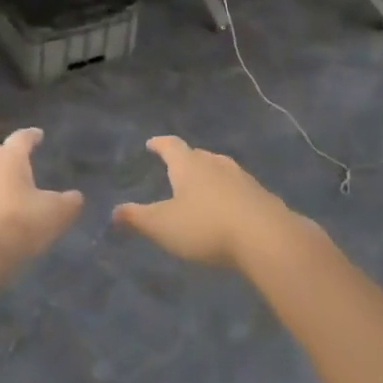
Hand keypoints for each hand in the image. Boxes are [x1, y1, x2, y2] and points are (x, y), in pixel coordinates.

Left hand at [0, 128, 83, 282]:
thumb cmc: (15, 225)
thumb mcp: (54, 215)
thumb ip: (68, 203)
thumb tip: (75, 197)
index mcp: (8, 158)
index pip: (22, 138)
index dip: (32, 136)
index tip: (38, 134)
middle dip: (10, 159)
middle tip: (22, 166)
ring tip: (7, 195)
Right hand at [113, 136, 293, 268]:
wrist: (268, 239)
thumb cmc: (206, 227)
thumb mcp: (163, 226)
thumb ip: (137, 218)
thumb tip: (114, 212)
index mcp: (188, 165)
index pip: (170, 146)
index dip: (159, 144)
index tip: (151, 144)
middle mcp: (216, 164)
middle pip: (198, 155)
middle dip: (186, 160)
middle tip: (177, 168)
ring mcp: (243, 179)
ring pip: (221, 170)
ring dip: (211, 176)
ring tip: (203, 188)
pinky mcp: (263, 197)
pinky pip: (241, 190)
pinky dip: (231, 195)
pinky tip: (231, 210)